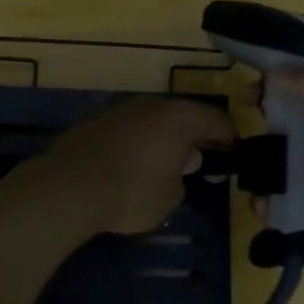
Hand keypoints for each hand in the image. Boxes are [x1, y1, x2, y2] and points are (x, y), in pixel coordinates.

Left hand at [44, 96, 235, 234]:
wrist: (70, 186)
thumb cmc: (133, 191)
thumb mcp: (170, 197)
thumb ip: (182, 178)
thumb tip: (179, 165)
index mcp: (180, 118)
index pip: (216, 120)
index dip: (228, 137)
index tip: (233, 153)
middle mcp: (152, 105)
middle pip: (182, 116)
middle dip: (193, 136)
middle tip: (199, 160)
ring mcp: (121, 110)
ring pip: (152, 121)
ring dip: (162, 138)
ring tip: (164, 164)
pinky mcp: (95, 122)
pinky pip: (128, 130)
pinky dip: (136, 143)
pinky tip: (131, 165)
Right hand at [262, 67, 303, 302]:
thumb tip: (277, 71)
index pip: (303, 91)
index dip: (275, 84)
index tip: (247, 91)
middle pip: (282, 126)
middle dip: (260, 129)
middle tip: (239, 136)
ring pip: (272, 164)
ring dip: (258, 170)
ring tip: (253, 179)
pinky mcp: (301, 211)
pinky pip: (271, 199)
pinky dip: (264, 202)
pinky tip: (265, 208)